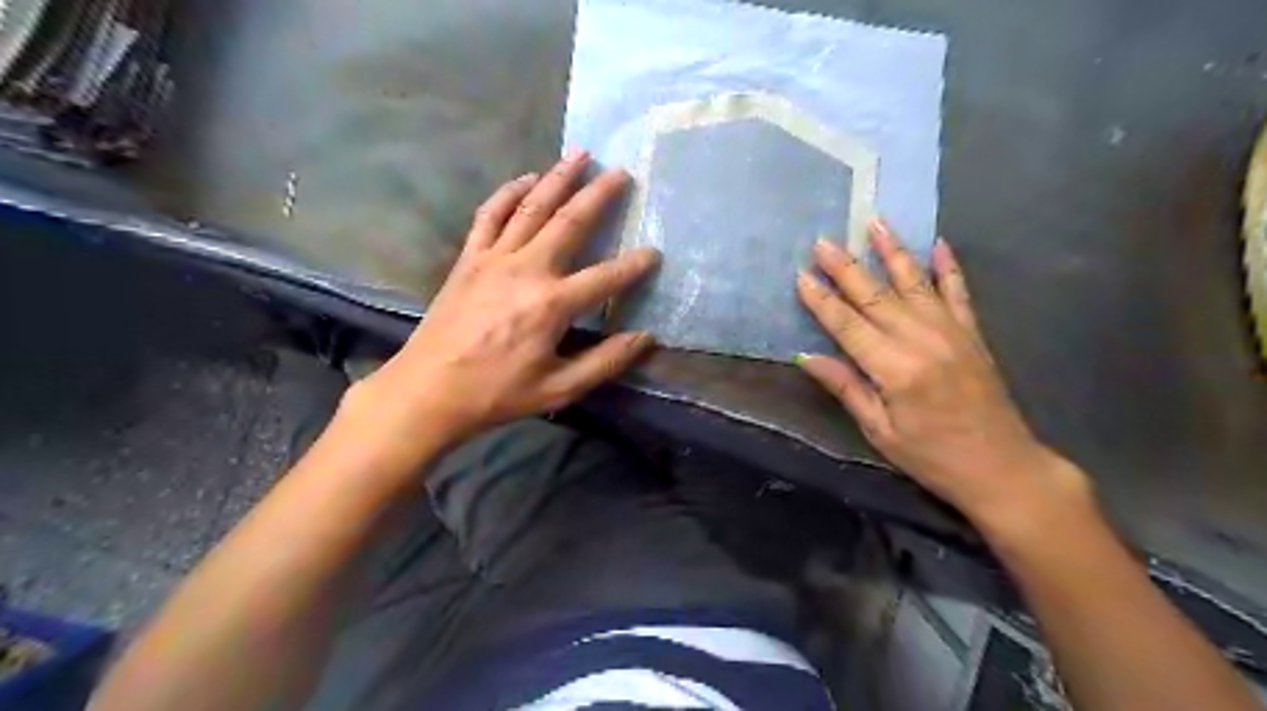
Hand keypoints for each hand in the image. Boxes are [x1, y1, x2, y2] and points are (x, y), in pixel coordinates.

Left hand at [347, 154, 657, 452]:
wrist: (427, 390)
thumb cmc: (496, 394)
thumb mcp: (558, 389)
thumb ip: (605, 362)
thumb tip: (645, 338)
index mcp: (552, 305)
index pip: (606, 278)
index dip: (635, 265)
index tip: (655, 253)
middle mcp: (527, 269)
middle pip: (570, 222)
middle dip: (599, 195)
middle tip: (622, 171)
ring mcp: (494, 258)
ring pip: (532, 207)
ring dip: (558, 178)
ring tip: (580, 155)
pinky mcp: (469, 258)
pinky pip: (490, 215)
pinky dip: (508, 193)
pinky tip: (525, 179)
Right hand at [795, 221, 1081, 528]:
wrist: (1003, 468)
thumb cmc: (933, 457)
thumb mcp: (880, 431)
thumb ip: (847, 387)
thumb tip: (808, 356)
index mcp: (896, 369)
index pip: (848, 326)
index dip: (822, 301)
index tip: (801, 276)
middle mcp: (924, 341)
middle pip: (876, 297)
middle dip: (846, 268)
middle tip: (822, 242)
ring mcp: (952, 332)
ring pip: (915, 283)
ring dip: (892, 252)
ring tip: (873, 222)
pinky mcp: (973, 334)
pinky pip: (958, 292)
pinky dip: (948, 267)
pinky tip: (938, 243)